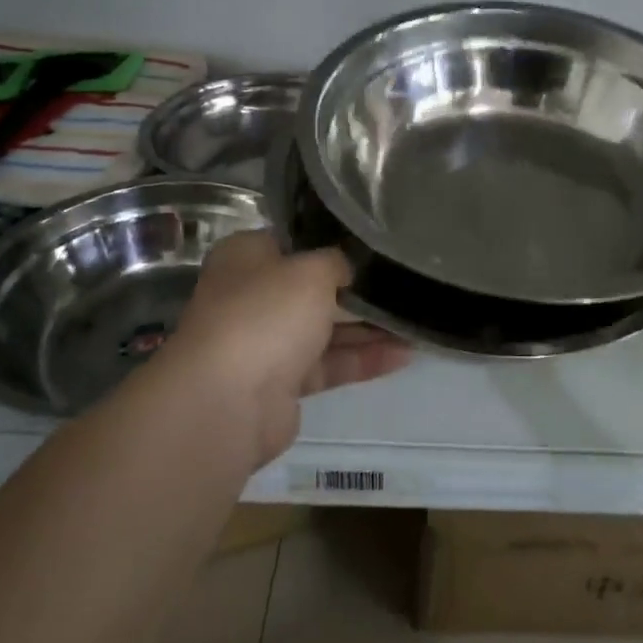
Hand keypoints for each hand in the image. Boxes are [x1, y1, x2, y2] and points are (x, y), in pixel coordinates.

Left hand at [164, 231, 408, 464]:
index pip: (293, 240)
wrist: (227, 402)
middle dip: (356, 288)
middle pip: (311, 287)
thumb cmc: (266, 314)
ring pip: (324, 328)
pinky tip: (404, 354)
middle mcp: (251, 296)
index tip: (372, 242)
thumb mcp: (311, 270)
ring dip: (367, 327)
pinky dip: (362, 359)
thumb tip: (346, 267)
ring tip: (415, 320)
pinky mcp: (281, 384)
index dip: (331, 240)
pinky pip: (328, 364)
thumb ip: (336, 262)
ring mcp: (265, 342)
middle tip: (402, 281)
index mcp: (245, 257)